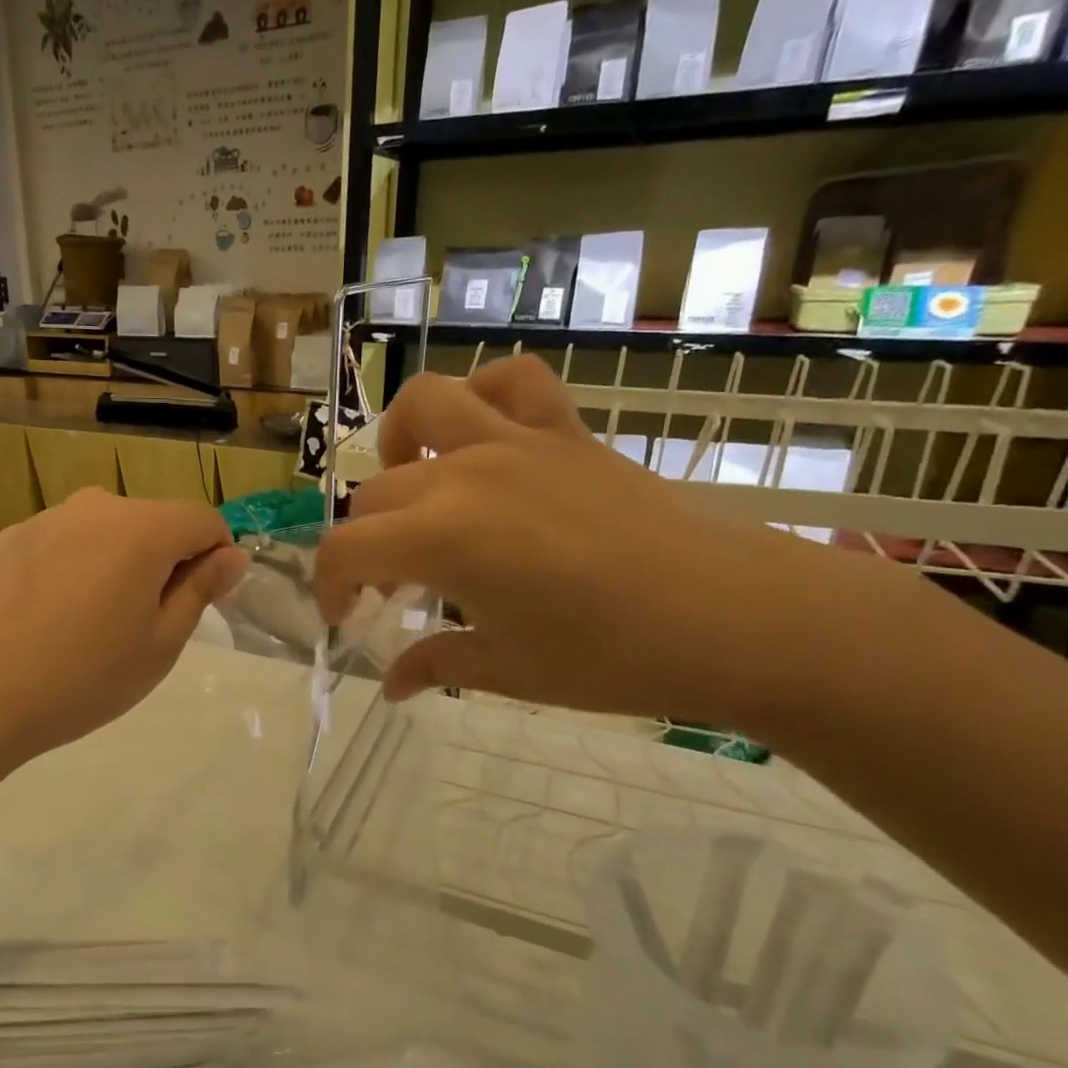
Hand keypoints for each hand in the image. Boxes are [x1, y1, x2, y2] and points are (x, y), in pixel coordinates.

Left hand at [0, 490, 247, 768]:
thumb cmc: (81, 677)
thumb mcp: (159, 644)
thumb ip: (200, 590)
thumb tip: (231, 556)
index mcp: (142, 529)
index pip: (203, 521)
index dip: (217, 558)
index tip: (205, 605)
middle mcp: (95, 508)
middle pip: (154, 523)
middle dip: (166, 563)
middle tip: (146, 627)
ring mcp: (46, 519)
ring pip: (107, 533)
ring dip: (119, 566)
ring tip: (93, 627)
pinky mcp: (9, 540)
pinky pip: (65, 545)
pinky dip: (76, 570)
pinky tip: (50, 620)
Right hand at [314, 356, 866, 726]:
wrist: (737, 619)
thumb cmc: (613, 658)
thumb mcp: (508, 671)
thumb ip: (435, 664)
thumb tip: (392, 685)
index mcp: (441, 539)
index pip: (343, 551)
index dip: (330, 588)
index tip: (349, 620)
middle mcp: (464, 476)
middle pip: (374, 495)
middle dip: (367, 545)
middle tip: (395, 588)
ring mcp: (516, 443)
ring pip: (423, 407)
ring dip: (398, 445)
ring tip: (415, 486)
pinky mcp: (565, 431)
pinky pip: (511, 382)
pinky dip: (482, 397)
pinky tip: (482, 437)